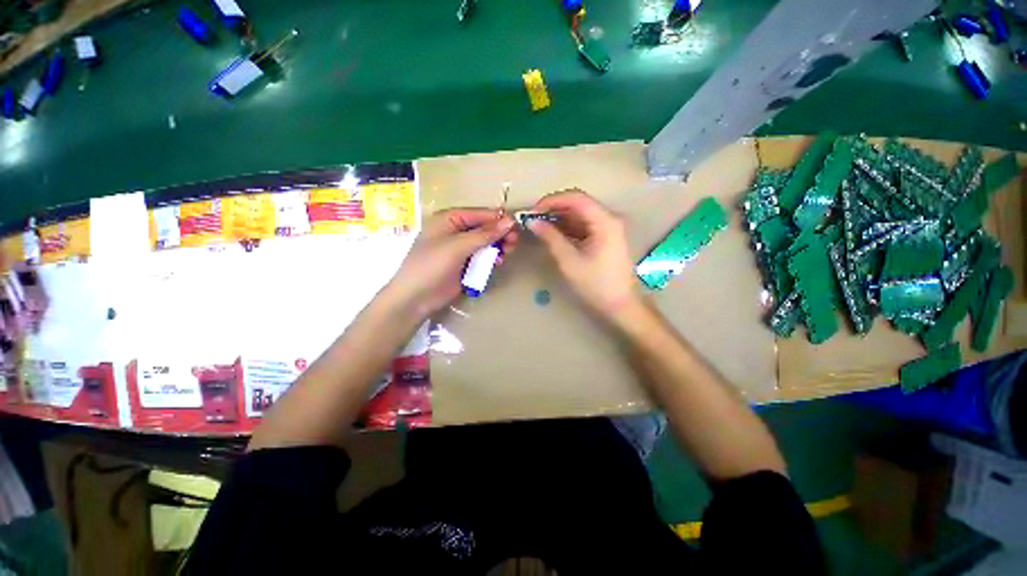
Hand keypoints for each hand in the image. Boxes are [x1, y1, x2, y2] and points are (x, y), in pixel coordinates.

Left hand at [387, 208, 517, 315]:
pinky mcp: (465, 264)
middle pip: (485, 228)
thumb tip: (510, 220)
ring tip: (507, 253)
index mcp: (449, 219)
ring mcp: (461, 249)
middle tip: (513, 243)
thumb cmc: (431, 266)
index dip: (498, 219)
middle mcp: (456, 231)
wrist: (415, 299)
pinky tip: (498, 262)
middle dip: (500, 234)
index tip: (517, 227)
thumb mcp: (457, 247)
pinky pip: (483, 257)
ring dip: (498, 247)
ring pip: (486, 243)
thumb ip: (484, 234)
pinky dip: (492, 258)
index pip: (480, 214)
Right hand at [528, 189, 642, 318]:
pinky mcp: (605, 237)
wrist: (620, 305)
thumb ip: (551, 238)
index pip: (576, 198)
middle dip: (554, 209)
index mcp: (605, 221)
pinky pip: (584, 225)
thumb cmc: (596, 285)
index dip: (552, 201)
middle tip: (534, 219)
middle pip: (579, 204)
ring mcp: (608, 227)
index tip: (533, 211)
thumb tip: (533, 222)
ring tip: (540, 227)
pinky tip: (554, 234)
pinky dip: (568, 228)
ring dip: (560, 218)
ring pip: (580, 214)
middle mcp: (609, 218)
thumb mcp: (570, 261)